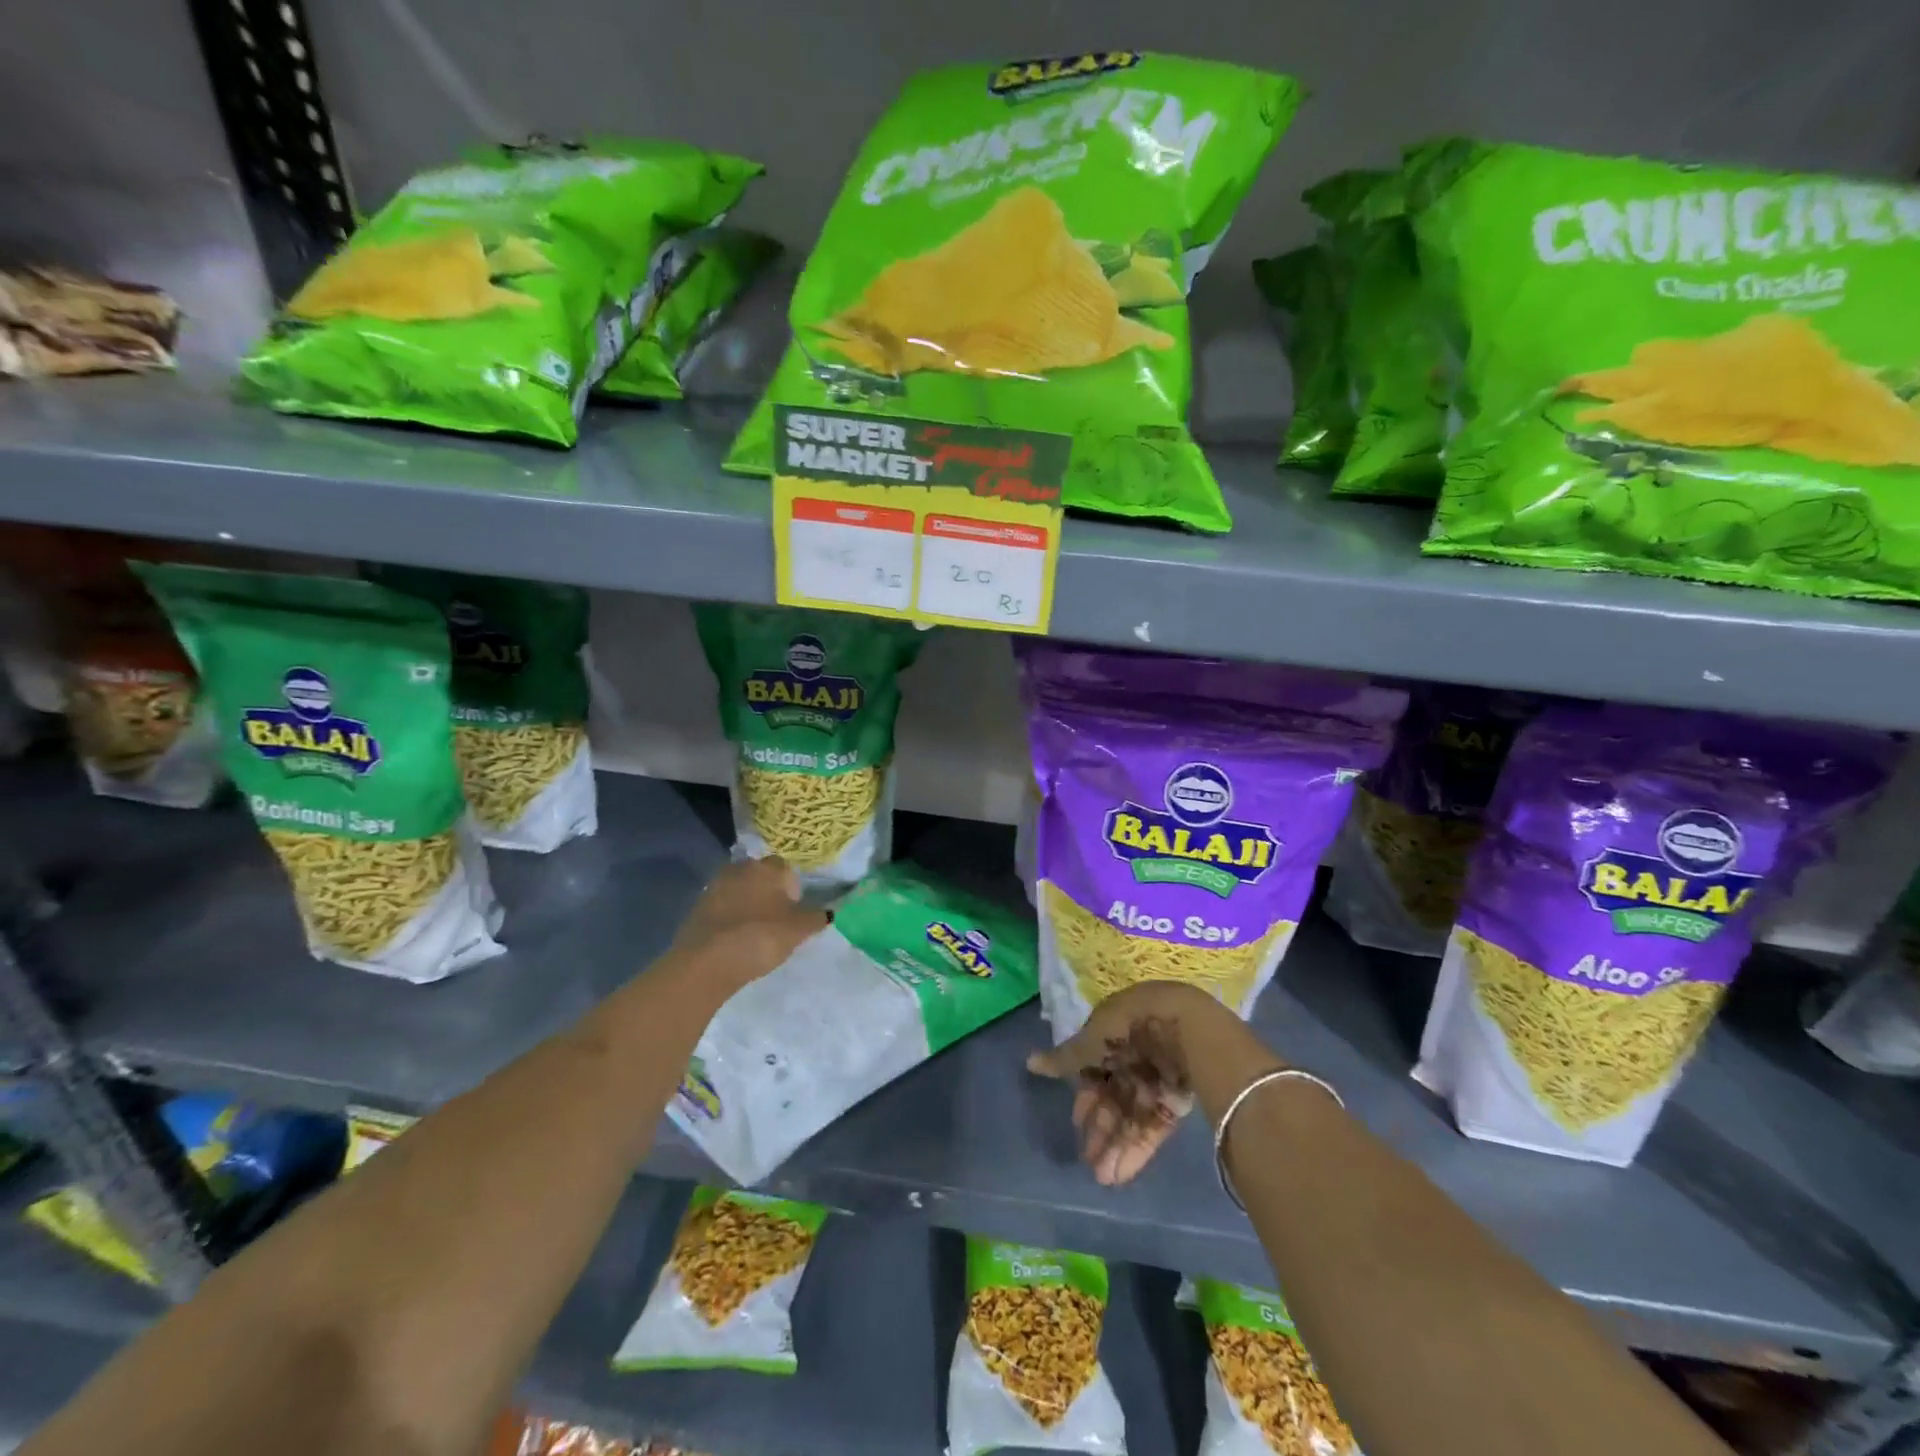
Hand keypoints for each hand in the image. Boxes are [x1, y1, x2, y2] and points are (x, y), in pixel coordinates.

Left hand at [671, 857, 828, 992]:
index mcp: (768, 867)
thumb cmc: (761, 936)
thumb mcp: (799, 930)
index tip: (793, 912)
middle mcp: (741, 868)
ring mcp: (715, 886)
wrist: (708, 961)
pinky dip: (729, 919)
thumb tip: (827, 912)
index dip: (792, 889)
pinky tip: (733, 940)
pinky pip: (722, 908)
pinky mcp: (697, 907)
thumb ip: (816, 918)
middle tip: (775, 921)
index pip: (786, 868)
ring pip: (739, 891)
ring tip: (754, 933)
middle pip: (760, 877)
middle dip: (768, 894)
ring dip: (747, 905)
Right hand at [1027, 982, 1216, 1185]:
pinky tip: (1121, 1172)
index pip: (1095, 1069)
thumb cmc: (1131, 1026)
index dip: (1086, 1096)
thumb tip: (1029, 1063)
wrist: (1186, 1028)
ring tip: (1102, 1176)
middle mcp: (1134, 1057)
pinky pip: (1153, 1126)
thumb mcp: (1093, 1039)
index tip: (1076, 1120)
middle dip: (1100, 1127)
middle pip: (1113, 1097)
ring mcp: (1157, 1080)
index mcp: (1114, 1034)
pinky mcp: (1176, 1101)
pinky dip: (1137, 1148)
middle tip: (1086, 1157)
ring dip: (1116, 1145)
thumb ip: (1066, 1058)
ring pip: (1131, 1116)